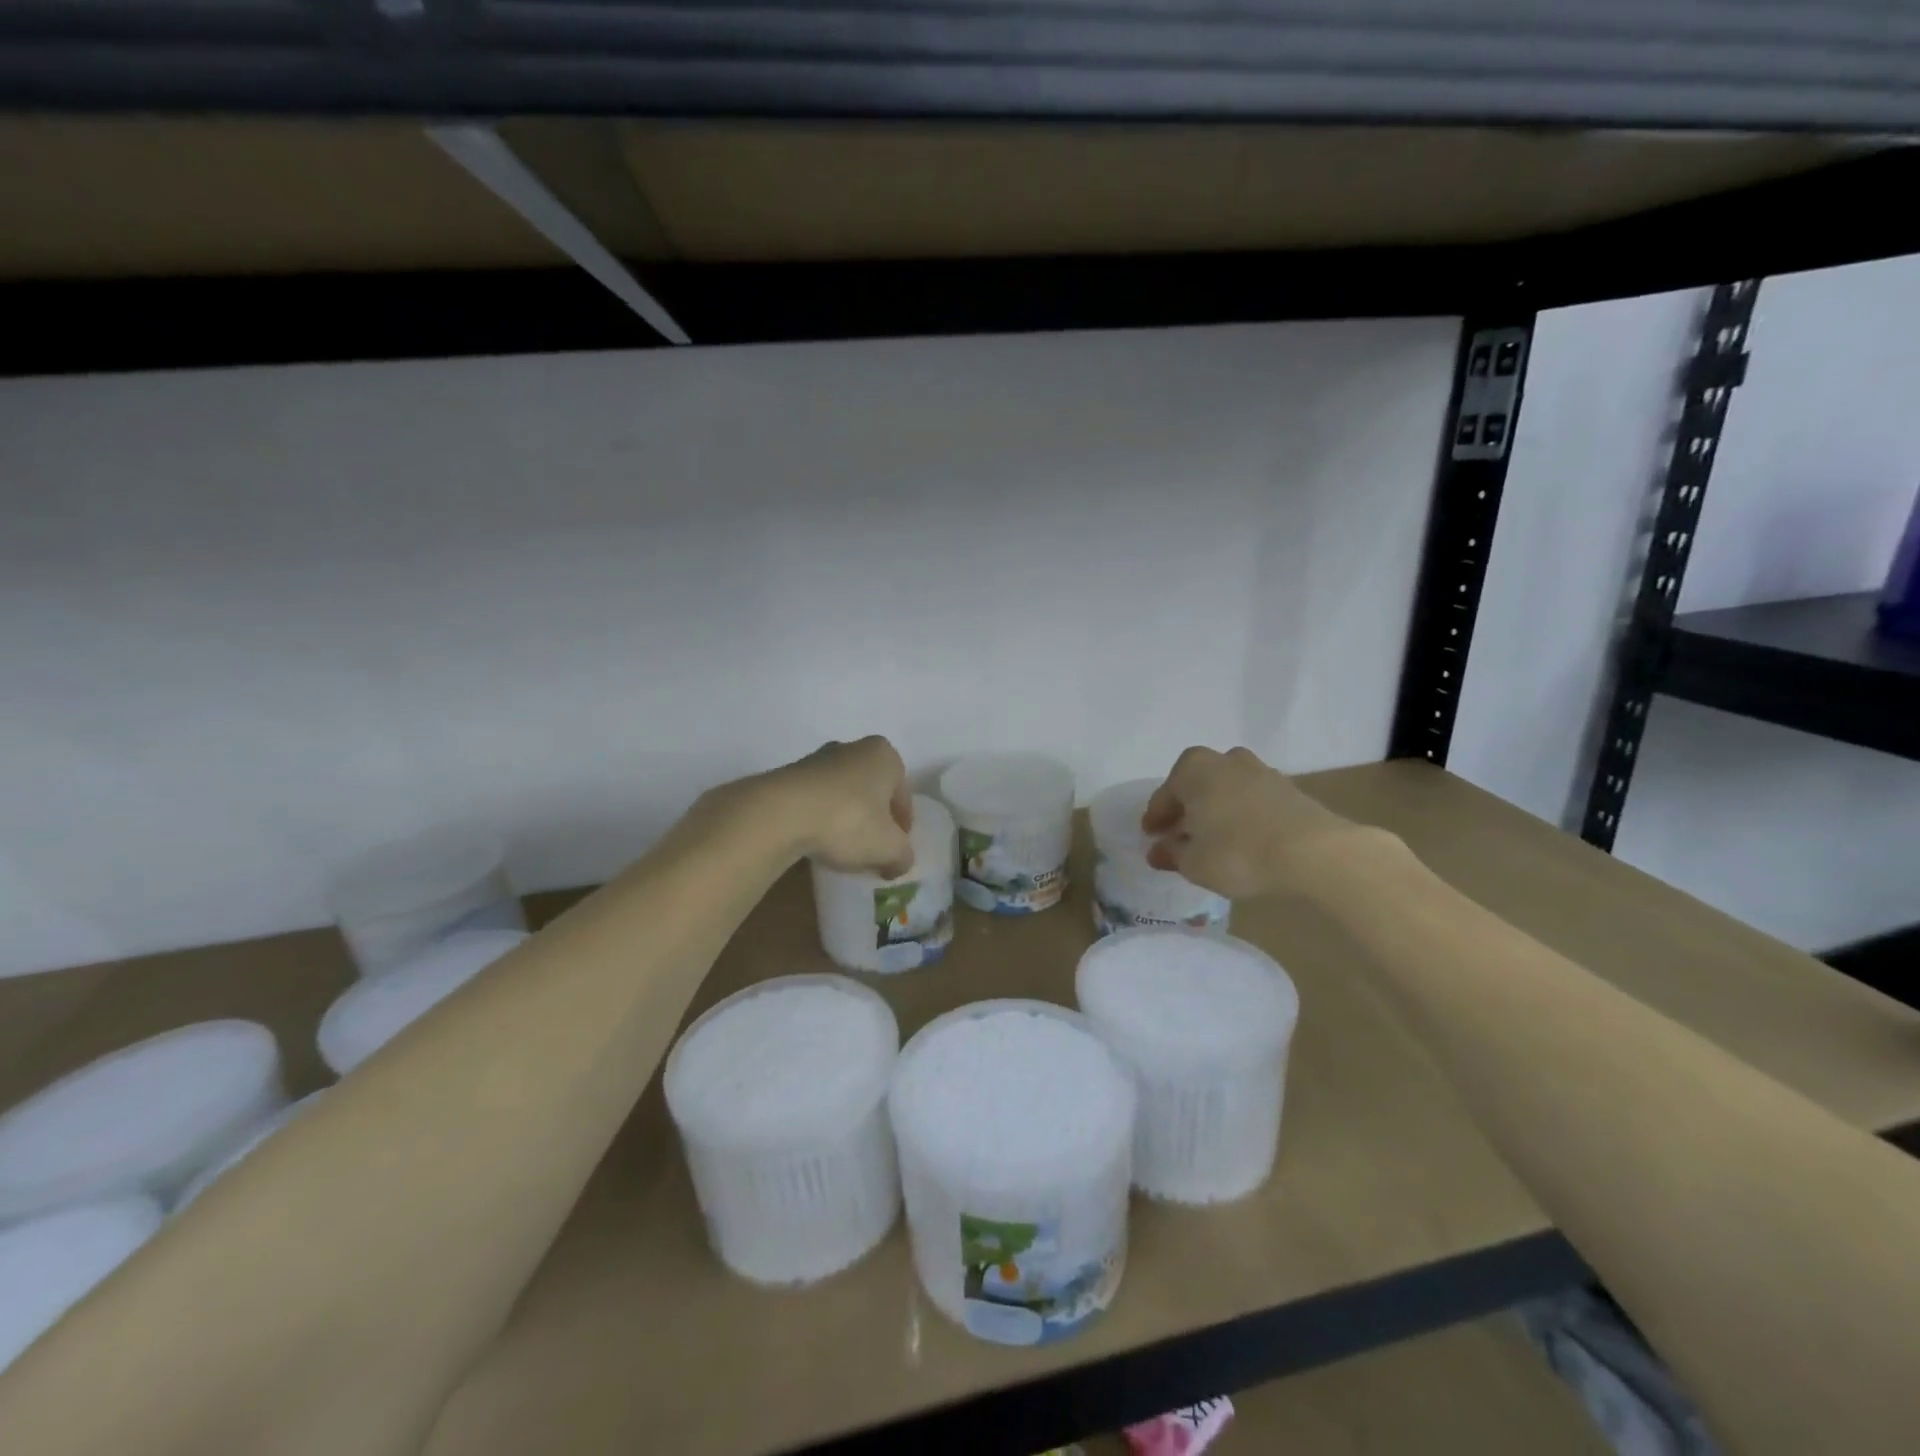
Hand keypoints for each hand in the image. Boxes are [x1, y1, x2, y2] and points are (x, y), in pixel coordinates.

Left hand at [764, 736, 914, 878]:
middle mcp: (853, 748)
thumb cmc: (848, 821)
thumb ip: (903, 855)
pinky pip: (816, 801)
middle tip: (872, 849)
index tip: (895, 851)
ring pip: (843, 795)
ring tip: (842, 849)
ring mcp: (818, 759)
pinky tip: (817, 842)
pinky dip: (820, 819)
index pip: (903, 797)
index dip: (903, 828)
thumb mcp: (889, 848)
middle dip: (874, 819)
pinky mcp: (789, 775)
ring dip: (846, 818)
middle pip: (873, 792)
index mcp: (884, 756)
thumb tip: (900, 862)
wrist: (780, 813)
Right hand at [1142, 746, 1393, 899]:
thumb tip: (1158, 850)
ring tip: (1213, 837)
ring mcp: (1260, 771)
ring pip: (1225, 790)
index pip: (1164, 795)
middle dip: (1186, 808)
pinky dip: (1241, 815)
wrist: (1314, 853)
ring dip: (1216, 809)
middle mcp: (1224, 760)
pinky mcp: (1288, 789)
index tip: (1150, 836)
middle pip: (1196, 785)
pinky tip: (1242, 838)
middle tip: (1179, 834)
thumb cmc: (1238, 852)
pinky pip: (1251, 800)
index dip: (1155, 819)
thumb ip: (1172, 854)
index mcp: (1192, 769)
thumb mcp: (1194, 863)